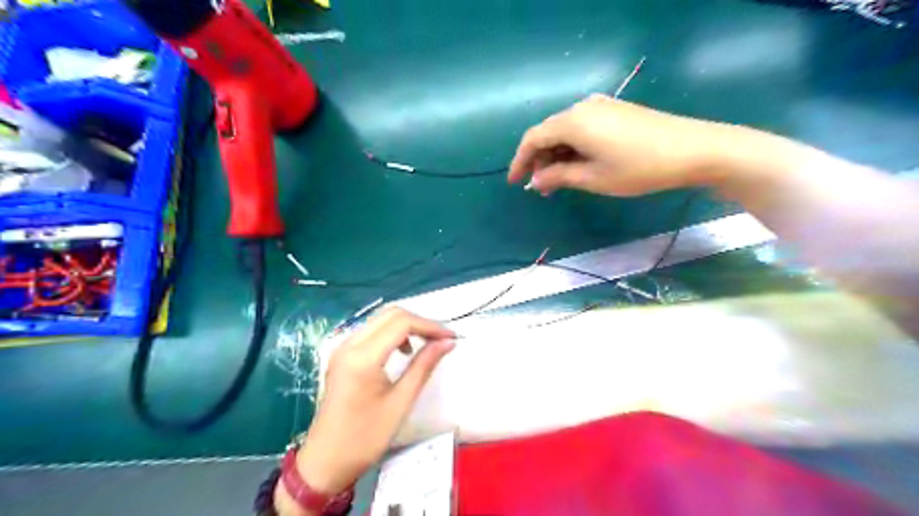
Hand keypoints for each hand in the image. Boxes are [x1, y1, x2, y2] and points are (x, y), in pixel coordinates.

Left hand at [277, 308, 454, 513]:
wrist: (325, 462)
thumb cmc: (365, 438)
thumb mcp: (400, 402)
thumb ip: (424, 366)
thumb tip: (447, 343)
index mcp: (363, 357)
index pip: (402, 323)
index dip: (430, 326)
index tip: (451, 338)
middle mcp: (349, 344)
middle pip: (390, 314)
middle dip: (420, 322)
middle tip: (441, 339)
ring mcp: (343, 348)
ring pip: (380, 320)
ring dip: (406, 326)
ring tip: (426, 344)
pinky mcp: (342, 355)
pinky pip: (371, 331)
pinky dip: (392, 333)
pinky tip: (403, 351)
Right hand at [506, 92, 737, 194]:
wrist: (693, 149)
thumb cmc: (638, 168)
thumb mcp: (593, 178)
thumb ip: (559, 177)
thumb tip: (536, 180)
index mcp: (572, 122)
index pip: (533, 138)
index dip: (520, 161)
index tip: (514, 182)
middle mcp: (582, 108)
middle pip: (548, 132)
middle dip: (539, 160)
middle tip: (539, 188)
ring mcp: (601, 107)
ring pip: (565, 131)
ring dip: (556, 155)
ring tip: (557, 182)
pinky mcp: (615, 111)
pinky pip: (582, 128)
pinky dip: (573, 148)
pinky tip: (577, 165)